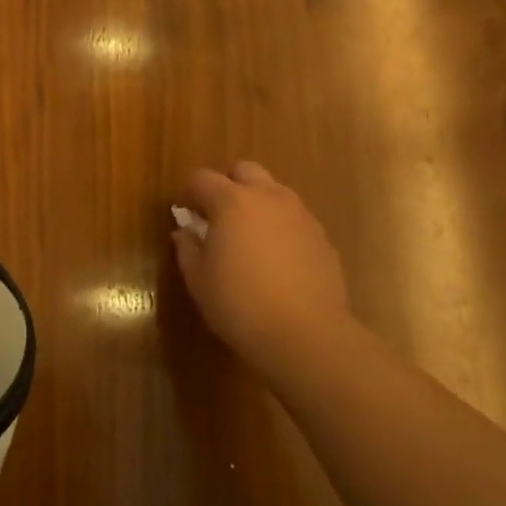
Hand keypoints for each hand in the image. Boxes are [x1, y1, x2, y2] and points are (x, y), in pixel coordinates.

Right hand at [171, 162, 353, 376]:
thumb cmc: (239, 303)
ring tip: (248, 239)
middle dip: (228, 185)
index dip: (187, 192)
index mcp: (232, 201)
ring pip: (275, 193)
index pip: (201, 178)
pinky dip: (280, 229)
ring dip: (257, 205)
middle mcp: (269, 198)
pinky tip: (275, 261)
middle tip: (218, 217)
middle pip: (245, 171)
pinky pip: (295, 220)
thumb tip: (185, 233)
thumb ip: (188, 248)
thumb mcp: (198, 279)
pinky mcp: (323, 239)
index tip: (183, 213)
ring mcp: (301, 217)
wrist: (306, 335)